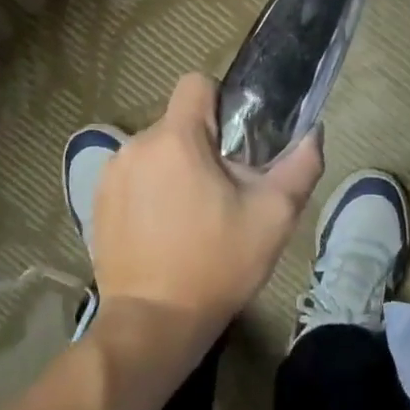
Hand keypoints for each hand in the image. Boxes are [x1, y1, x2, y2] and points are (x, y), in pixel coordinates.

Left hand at [88, 75, 323, 338]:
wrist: (152, 325)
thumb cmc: (216, 265)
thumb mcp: (273, 217)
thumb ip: (299, 167)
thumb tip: (313, 134)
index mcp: (175, 138)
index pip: (196, 84)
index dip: (221, 102)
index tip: (236, 140)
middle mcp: (136, 144)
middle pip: (178, 122)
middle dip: (202, 145)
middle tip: (223, 189)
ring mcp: (111, 174)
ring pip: (156, 150)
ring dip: (175, 168)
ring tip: (193, 214)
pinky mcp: (97, 202)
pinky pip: (133, 176)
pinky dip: (150, 190)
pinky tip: (163, 229)